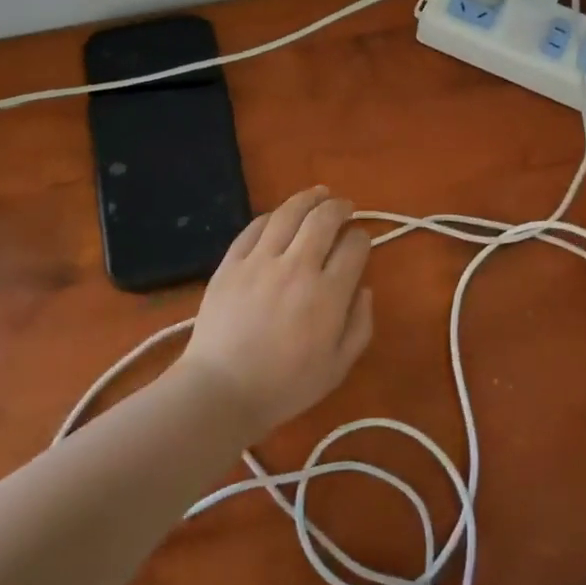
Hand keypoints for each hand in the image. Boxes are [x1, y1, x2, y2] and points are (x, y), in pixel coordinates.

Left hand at [175, 186, 374, 438]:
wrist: (221, 391)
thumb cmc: (285, 386)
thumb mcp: (337, 367)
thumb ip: (360, 326)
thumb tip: (365, 289)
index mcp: (328, 295)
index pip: (354, 247)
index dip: (362, 238)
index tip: (361, 241)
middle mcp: (297, 268)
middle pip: (324, 219)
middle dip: (340, 207)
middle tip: (345, 207)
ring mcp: (260, 261)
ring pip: (289, 213)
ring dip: (309, 198)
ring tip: (319, 193)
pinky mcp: (231, 263)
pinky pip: (254, 227)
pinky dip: (272, 216)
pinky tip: (280, 215)